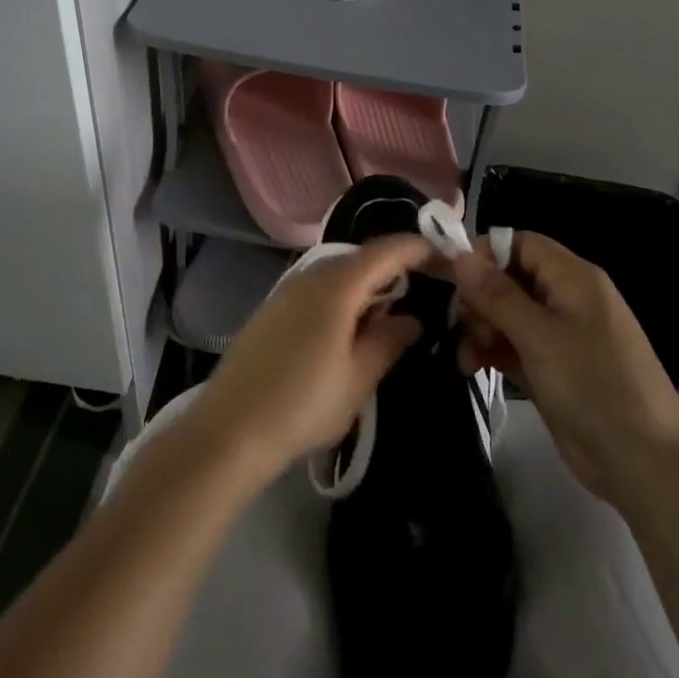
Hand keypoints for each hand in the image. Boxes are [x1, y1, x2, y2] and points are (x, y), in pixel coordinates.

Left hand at [193, 236, 429, 479]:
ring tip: (392, 311)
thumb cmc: (303, 403)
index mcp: (337, 285)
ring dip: (367, 285)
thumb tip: (411, 319)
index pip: (386, 250)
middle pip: (360, 258)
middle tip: (425, 290)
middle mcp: (310, 275)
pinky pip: (317, 289)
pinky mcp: (271, 309)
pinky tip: (349, 327)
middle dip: (394, 268)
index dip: (418, 249)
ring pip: (337, 274)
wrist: (231, 428)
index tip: (447, 259)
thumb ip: (388, 341)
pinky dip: (342, 297)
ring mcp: (286, 291)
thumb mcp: (358, 378)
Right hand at [449, 232, 678, 518]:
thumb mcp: (539, 336)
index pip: (520, 243)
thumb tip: (461, 255)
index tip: (454, 279)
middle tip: (464, 326)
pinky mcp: (550, 367)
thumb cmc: (593, 386)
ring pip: (505, 314)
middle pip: (508, 278)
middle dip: (479, 298)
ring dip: (480, 329)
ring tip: (468, 358)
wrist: (644, 464)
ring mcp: (558, 335)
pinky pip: (511, 345)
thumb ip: (497, 294)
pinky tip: (471, 368)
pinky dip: (490, 352)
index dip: (485, 254)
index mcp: (572, 278)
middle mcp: (565, 299)